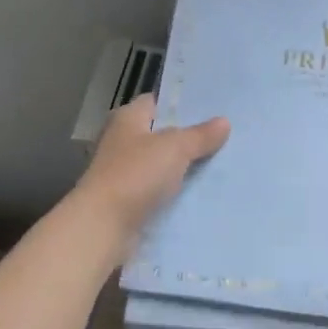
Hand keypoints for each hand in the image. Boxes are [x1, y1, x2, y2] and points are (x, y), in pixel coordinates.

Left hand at [74, 95, 229, 245]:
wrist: (103, 225)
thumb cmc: (136, 174)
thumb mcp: (175, 148)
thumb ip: (200, 135)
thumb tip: (224, 121)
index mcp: (127, 119)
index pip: (155, 102)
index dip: (180, 104)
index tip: (210, 109)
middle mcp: (121, 141)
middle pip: (159, 134)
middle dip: (187, 137)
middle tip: (223, 138)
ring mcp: (122, 173)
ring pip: (160, 164)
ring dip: (182, 167)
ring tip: (219, 165)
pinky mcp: (127, 201)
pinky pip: (157, 191)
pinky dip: (174, 193)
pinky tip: (200, 194)